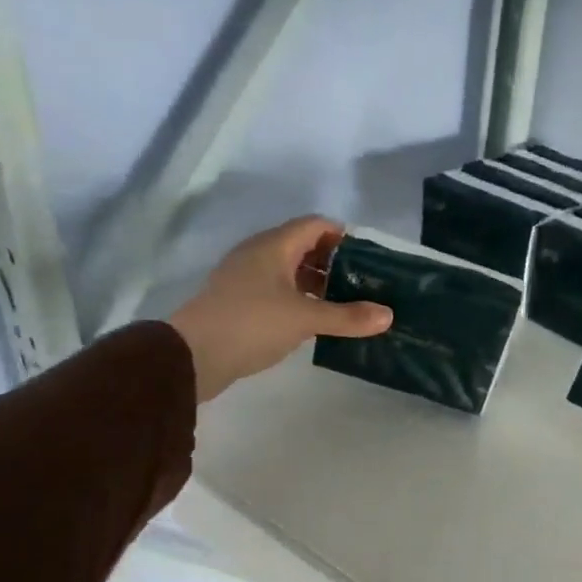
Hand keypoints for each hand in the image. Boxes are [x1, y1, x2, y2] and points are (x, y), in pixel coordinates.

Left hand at [166, 217, 390, 401]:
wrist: (193, 355)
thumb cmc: (252, 324)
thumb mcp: (306, 319)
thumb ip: (348, 317)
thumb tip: (388, 315)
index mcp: (273, 246)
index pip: (315, 225)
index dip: (343, 236)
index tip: (370, 257)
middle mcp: (259, 255)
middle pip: (304, 246)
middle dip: (335, 261)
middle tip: (364, 283)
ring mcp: (246, 278)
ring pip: (291, 270)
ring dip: (319, 282)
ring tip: (348, 303)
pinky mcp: (241, 302)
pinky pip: (279, 290)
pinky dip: (301, 298)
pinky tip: (318, 319)